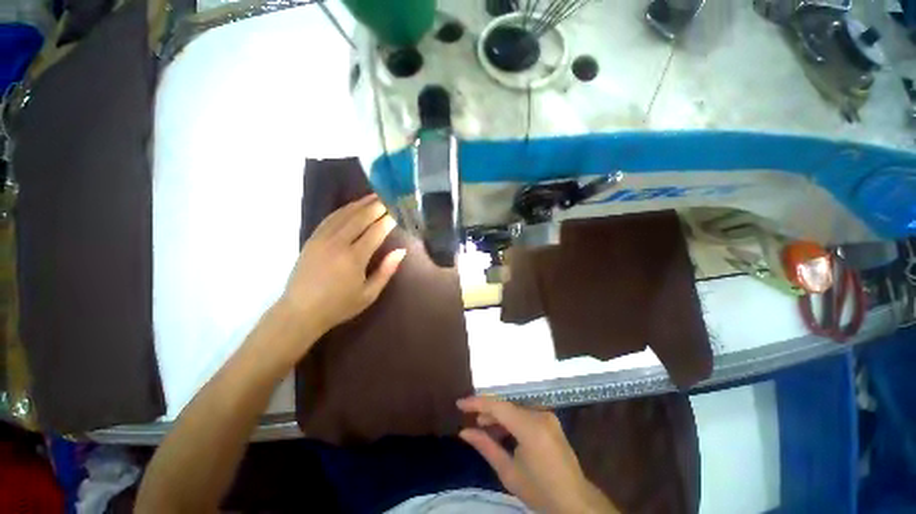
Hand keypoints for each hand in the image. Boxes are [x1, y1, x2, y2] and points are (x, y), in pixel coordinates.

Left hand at [280, 194, 404, 339]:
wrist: (300, 311)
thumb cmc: (339, 306)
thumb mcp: (369, 294)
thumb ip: (386, 270)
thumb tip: (401, 251)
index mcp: (354, 258)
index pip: (375, 231)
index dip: (387, 220)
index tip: (397, 212)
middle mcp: (338, 243)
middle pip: (359, 218)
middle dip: (375, 206)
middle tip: (388, 198)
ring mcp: (322, 239)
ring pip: (344, 214)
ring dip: (360, 204)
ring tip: (373, 196)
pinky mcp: (312, 239)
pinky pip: (329, 219)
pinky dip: (343, 210)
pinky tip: (351, 206)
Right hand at [457, 396, 617, 513]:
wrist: (575, 502)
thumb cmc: (540, 491)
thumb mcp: (508, 472)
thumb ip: (485, 447)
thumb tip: (464, 432)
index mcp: (531, 428)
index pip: (498, 406)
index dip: (477, 403)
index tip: (459, 403)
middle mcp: (540, 414)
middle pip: (506, 406)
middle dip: (487, 412)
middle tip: (472, 422)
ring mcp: (548, 416)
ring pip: (515, 409)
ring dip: (499, 417)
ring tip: (484, 428)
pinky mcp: (551, 420)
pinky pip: (524, 414)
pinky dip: (511, 421)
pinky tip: (502, 432)